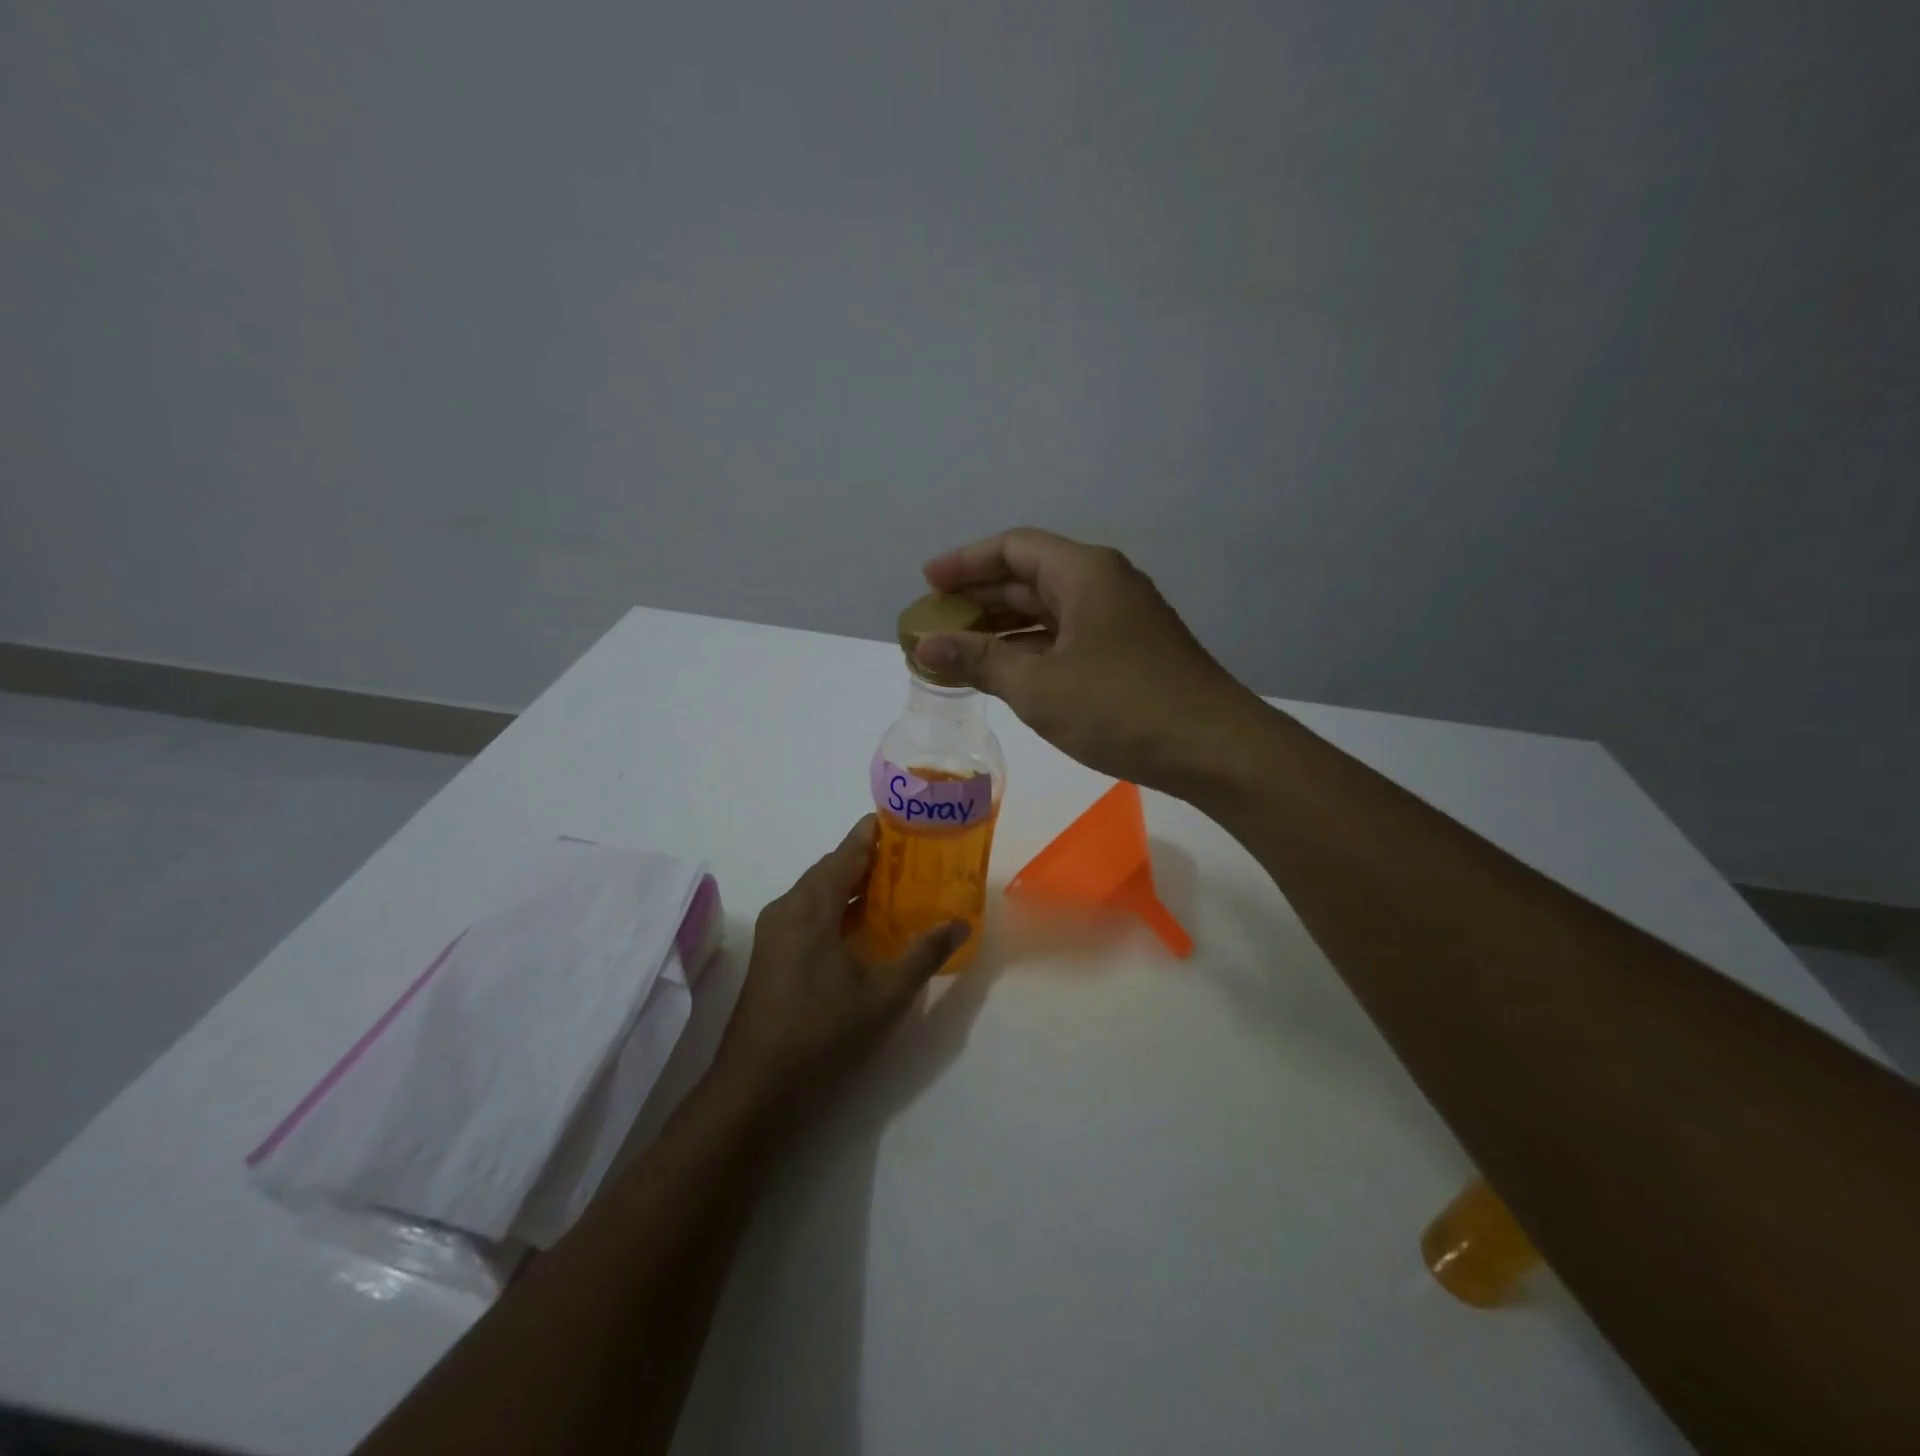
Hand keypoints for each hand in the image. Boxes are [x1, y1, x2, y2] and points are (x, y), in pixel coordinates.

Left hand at [713, 816, 967, 1107]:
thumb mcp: (884, 995)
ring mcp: (775, 931)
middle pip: (833, 868)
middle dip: (872, 858)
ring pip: (820, 891)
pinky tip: (867, 925)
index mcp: (811, 906)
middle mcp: (788, 907)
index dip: (876, 832)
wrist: (755, 1087)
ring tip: (899, 885)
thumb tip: (960, 923)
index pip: (847, 851)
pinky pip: (810, 913)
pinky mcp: (773, 953)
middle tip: (915, 855)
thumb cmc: (822, 1033)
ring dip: (855, 885)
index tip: (908, 819)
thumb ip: (924, 953)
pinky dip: (840, 908)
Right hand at [916, 528, 1265, 794]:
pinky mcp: (1130, 653)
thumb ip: (978, 661)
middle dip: (980, 598)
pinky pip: (1068, 638)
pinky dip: (1032, 651)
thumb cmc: (1120, 708)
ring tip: (959, 653)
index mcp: (1084, 573)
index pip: (1013, 547)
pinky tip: (1007, 675)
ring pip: (1049, 612)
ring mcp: (1121, 620)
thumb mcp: (1038, 686)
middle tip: (935, 624)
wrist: (1213, 749)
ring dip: (1004, 629)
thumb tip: (923, 646)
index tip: (927, 582)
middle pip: (1030, 577)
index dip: (965, 562)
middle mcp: (1104, 585)